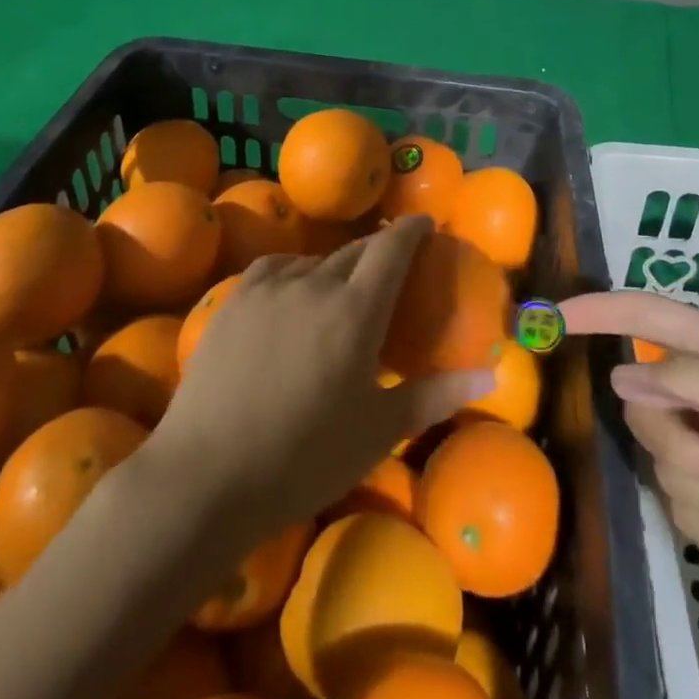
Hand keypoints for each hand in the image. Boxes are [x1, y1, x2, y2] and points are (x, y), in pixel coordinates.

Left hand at [150, 215, 494, 534]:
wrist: (207, 475)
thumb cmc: (305, 458)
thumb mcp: (380, 429)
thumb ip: (437, 393)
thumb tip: (491, 373)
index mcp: (357, 310)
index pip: (392, 247)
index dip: (411, 229)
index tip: (425, 222)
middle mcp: (316, 283)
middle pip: (355, 251)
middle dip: (377, 251)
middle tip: (389, 267)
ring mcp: (270, 287)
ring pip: (315, 261)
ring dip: (335, 268)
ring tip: (339, 291)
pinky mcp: (235, 298)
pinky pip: (276, 268)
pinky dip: (295, 272)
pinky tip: (294, 291)